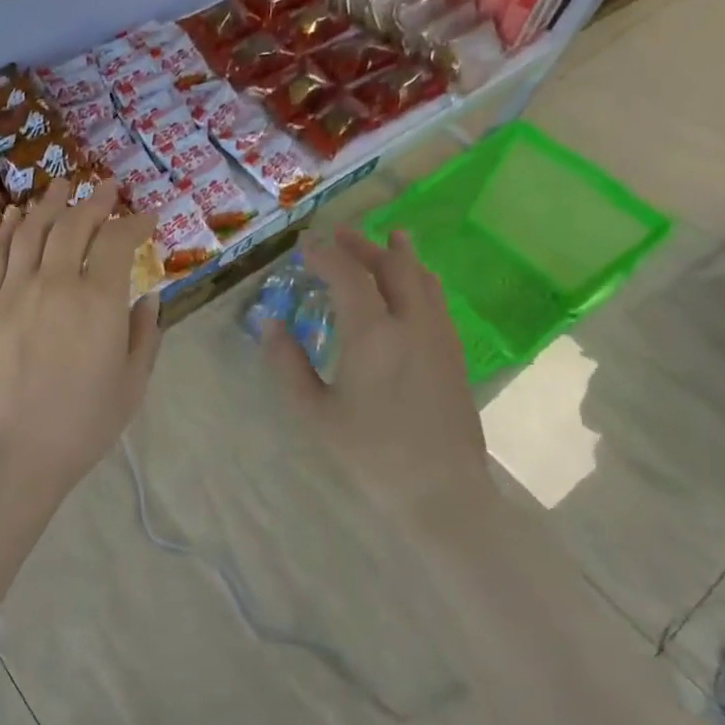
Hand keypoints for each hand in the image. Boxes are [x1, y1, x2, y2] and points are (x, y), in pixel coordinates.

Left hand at [0, 179, 159, 604]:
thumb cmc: (78, 426)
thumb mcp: (130, 387)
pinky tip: (13, 216)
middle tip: (107, 186)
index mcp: (98, 301)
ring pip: (32, 230)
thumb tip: (148, 299)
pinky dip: (6, 230)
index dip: (136, 223)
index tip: (149, 215)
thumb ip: (143, 337)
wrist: (5, 451)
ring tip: (62, 183)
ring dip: (49, 202)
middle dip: (95, 200)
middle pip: (74, 225)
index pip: (119, 242)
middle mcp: (55, 282)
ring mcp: (14, 290)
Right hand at [263, 227, 491, 532]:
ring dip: (398, 254)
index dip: (324, 255)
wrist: (441, 489)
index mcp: (373, 334)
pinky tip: (413, 283)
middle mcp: (411, 323)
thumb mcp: (314, 411)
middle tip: (339, 235)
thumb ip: (288, 363)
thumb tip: (271, 324)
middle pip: (391, 266)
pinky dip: (419, 277)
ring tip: (387, 238)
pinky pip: (436, 298)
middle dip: (362, 245)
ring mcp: (438, 335)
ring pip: (422, 278)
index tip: (304, 245)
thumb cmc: (370, 451)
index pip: (348, 275)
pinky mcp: (454, 351)